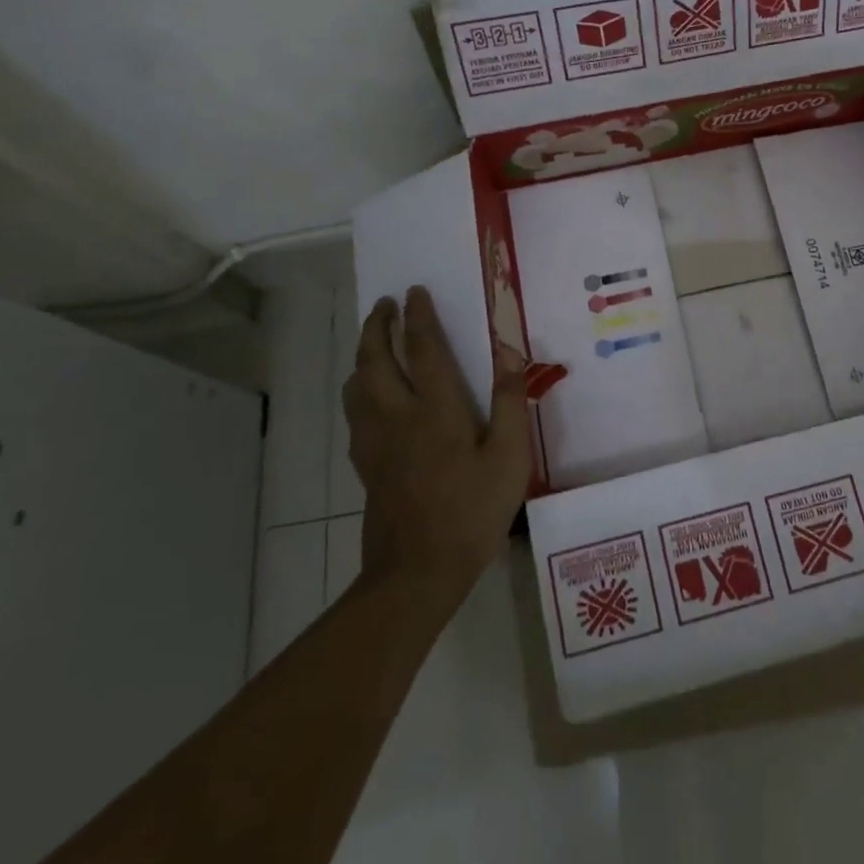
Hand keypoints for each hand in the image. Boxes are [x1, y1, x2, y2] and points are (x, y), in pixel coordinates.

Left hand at [342, 287, 531, 601]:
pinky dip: (358, 391)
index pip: (423, 349)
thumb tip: (507, 350)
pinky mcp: (366, 465)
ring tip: (373, 342)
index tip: (414, 291)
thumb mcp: (508, 457)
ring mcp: (375, 442)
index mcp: (436, 409)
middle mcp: (398, 416)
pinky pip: (354, 414)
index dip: (419, 316)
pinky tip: (367, 399)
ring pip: (357, 385)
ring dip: (362, 355)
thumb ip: (508, 400)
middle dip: (377, 326)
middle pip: (376, 359)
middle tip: (384, 305)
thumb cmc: (472, 511)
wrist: (417, 572)